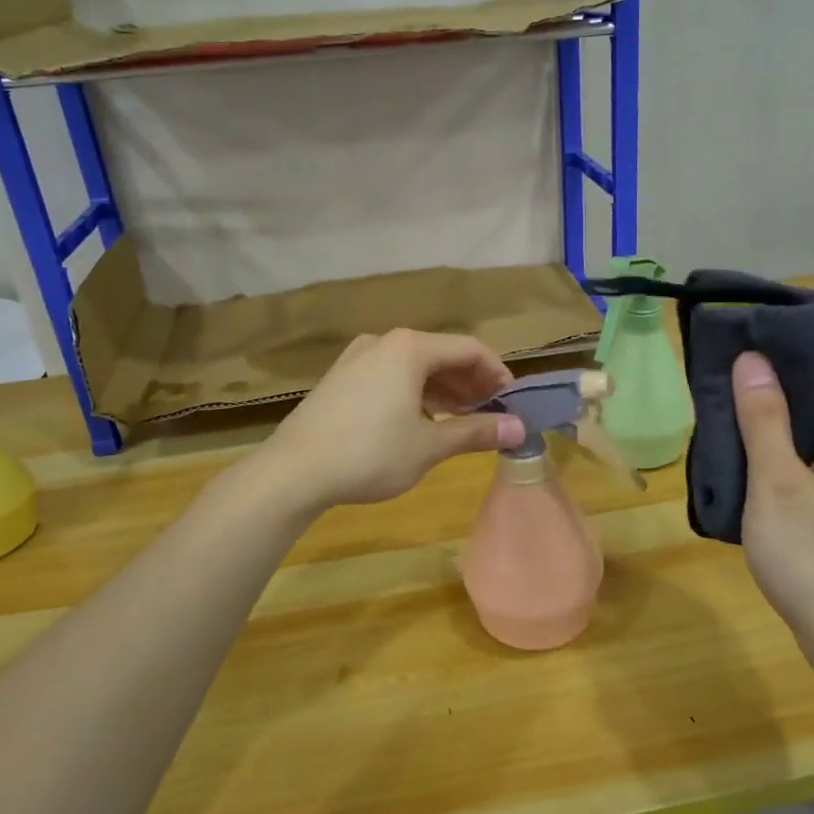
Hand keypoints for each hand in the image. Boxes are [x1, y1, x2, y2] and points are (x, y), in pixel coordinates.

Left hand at [259, 329, 526, 509]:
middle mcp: (384, 342)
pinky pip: (390, 376)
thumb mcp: (430, 446)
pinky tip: (422, 421)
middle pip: (441, 354)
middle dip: (470, 382)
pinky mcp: (341, 378)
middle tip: (491, 412)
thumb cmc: (370, 453)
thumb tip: (519, 429)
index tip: (512, 401)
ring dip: (443, 390)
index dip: (497, 373)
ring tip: (462, 419)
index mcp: (410, 348)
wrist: (293, 471)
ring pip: (414, 366)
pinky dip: (415, 393)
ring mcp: (357, 358)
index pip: (469, 348)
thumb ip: (477, 432)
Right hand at [732, 333, 813, 662]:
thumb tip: (753, 359)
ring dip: (795, 404)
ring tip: (743, 400)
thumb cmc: (813, 558)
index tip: (764, 326)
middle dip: (796, 365)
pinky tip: (765, 454)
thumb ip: (765, 419)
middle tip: (740, 362)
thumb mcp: (777, 485)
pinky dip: (802, 437)